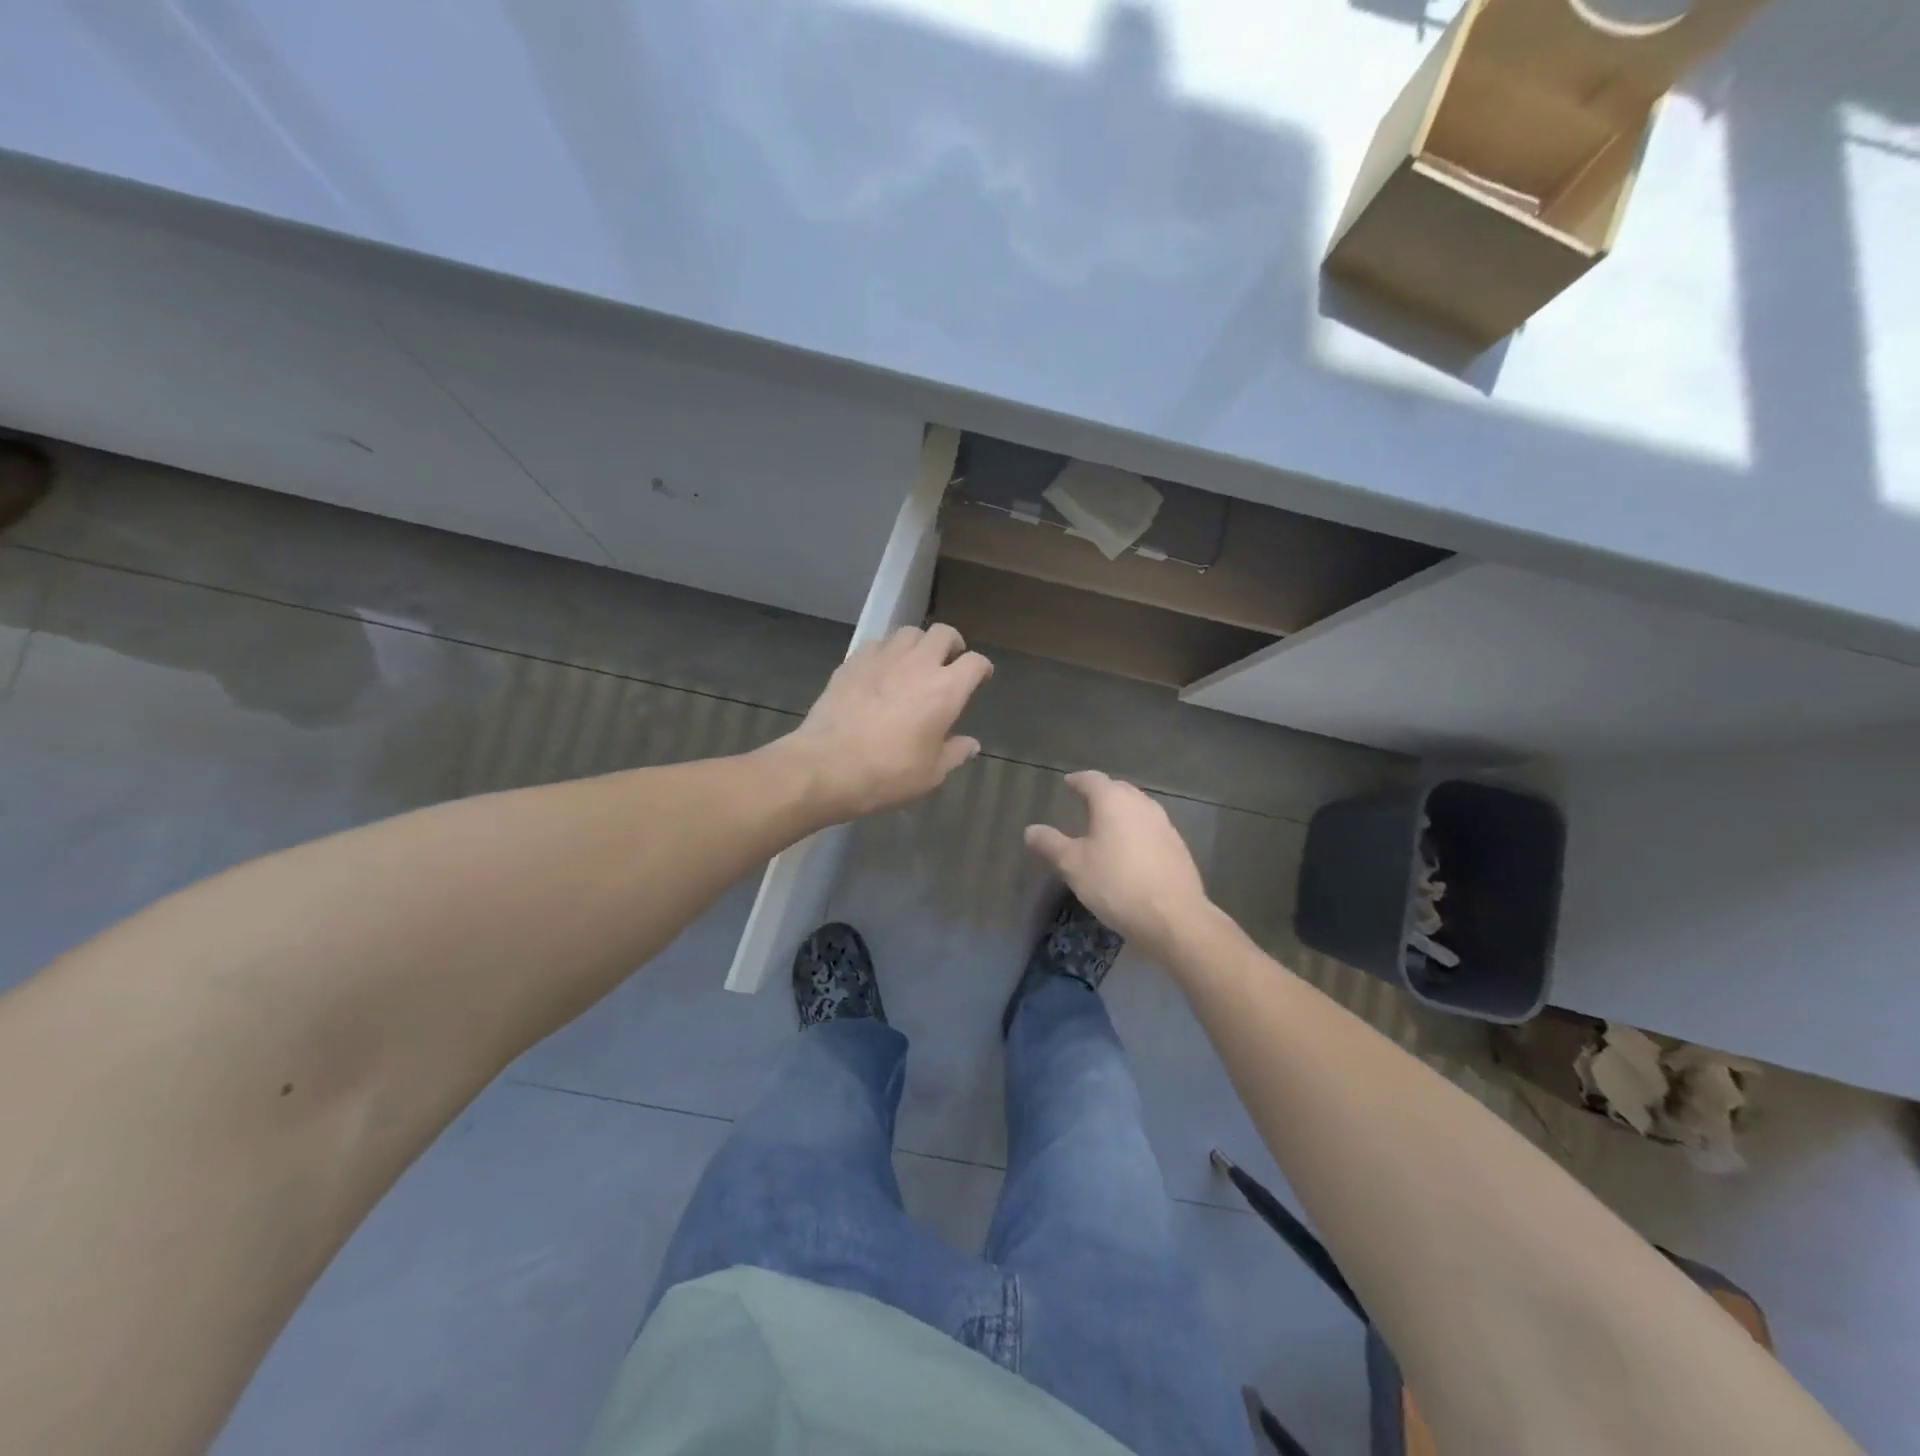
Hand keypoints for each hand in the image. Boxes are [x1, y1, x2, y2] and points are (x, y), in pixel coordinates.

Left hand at [778, 623, 992, 822]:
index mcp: (946, 690)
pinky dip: (887, 652)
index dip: (982, 668)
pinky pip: (878, 644)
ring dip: (919, 644)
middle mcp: (918, 664)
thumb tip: (971, 744)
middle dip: (952, 644)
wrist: (828, 765)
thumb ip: (954, 753)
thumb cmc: (888, 773)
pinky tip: (882, 671)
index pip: (975, 663)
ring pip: (909, 633)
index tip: (981, 677)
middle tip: (949, 662)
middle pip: (943, 633)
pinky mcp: (853, 661)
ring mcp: (883, 658)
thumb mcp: (931, 773)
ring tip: (915, 662)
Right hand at [1024, 771, 1211, 958]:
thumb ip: (1051, 844)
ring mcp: (1164, 824)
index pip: (1092, 779)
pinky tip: (1130, 849)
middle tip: (1085, 801)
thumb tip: (1031, 830)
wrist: (1173, 916)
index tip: (1068, 783)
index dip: (1078, 780)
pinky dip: (1136, 830)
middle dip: (1101, 792)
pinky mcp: (1177, 845)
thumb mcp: (1074, 865)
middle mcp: (1141, 804)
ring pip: (1138, 807)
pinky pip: (1151, 827)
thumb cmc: (1115, 884)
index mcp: (1113, 801)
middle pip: (1118, 789)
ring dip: (1121, 810)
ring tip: (1107, 824)